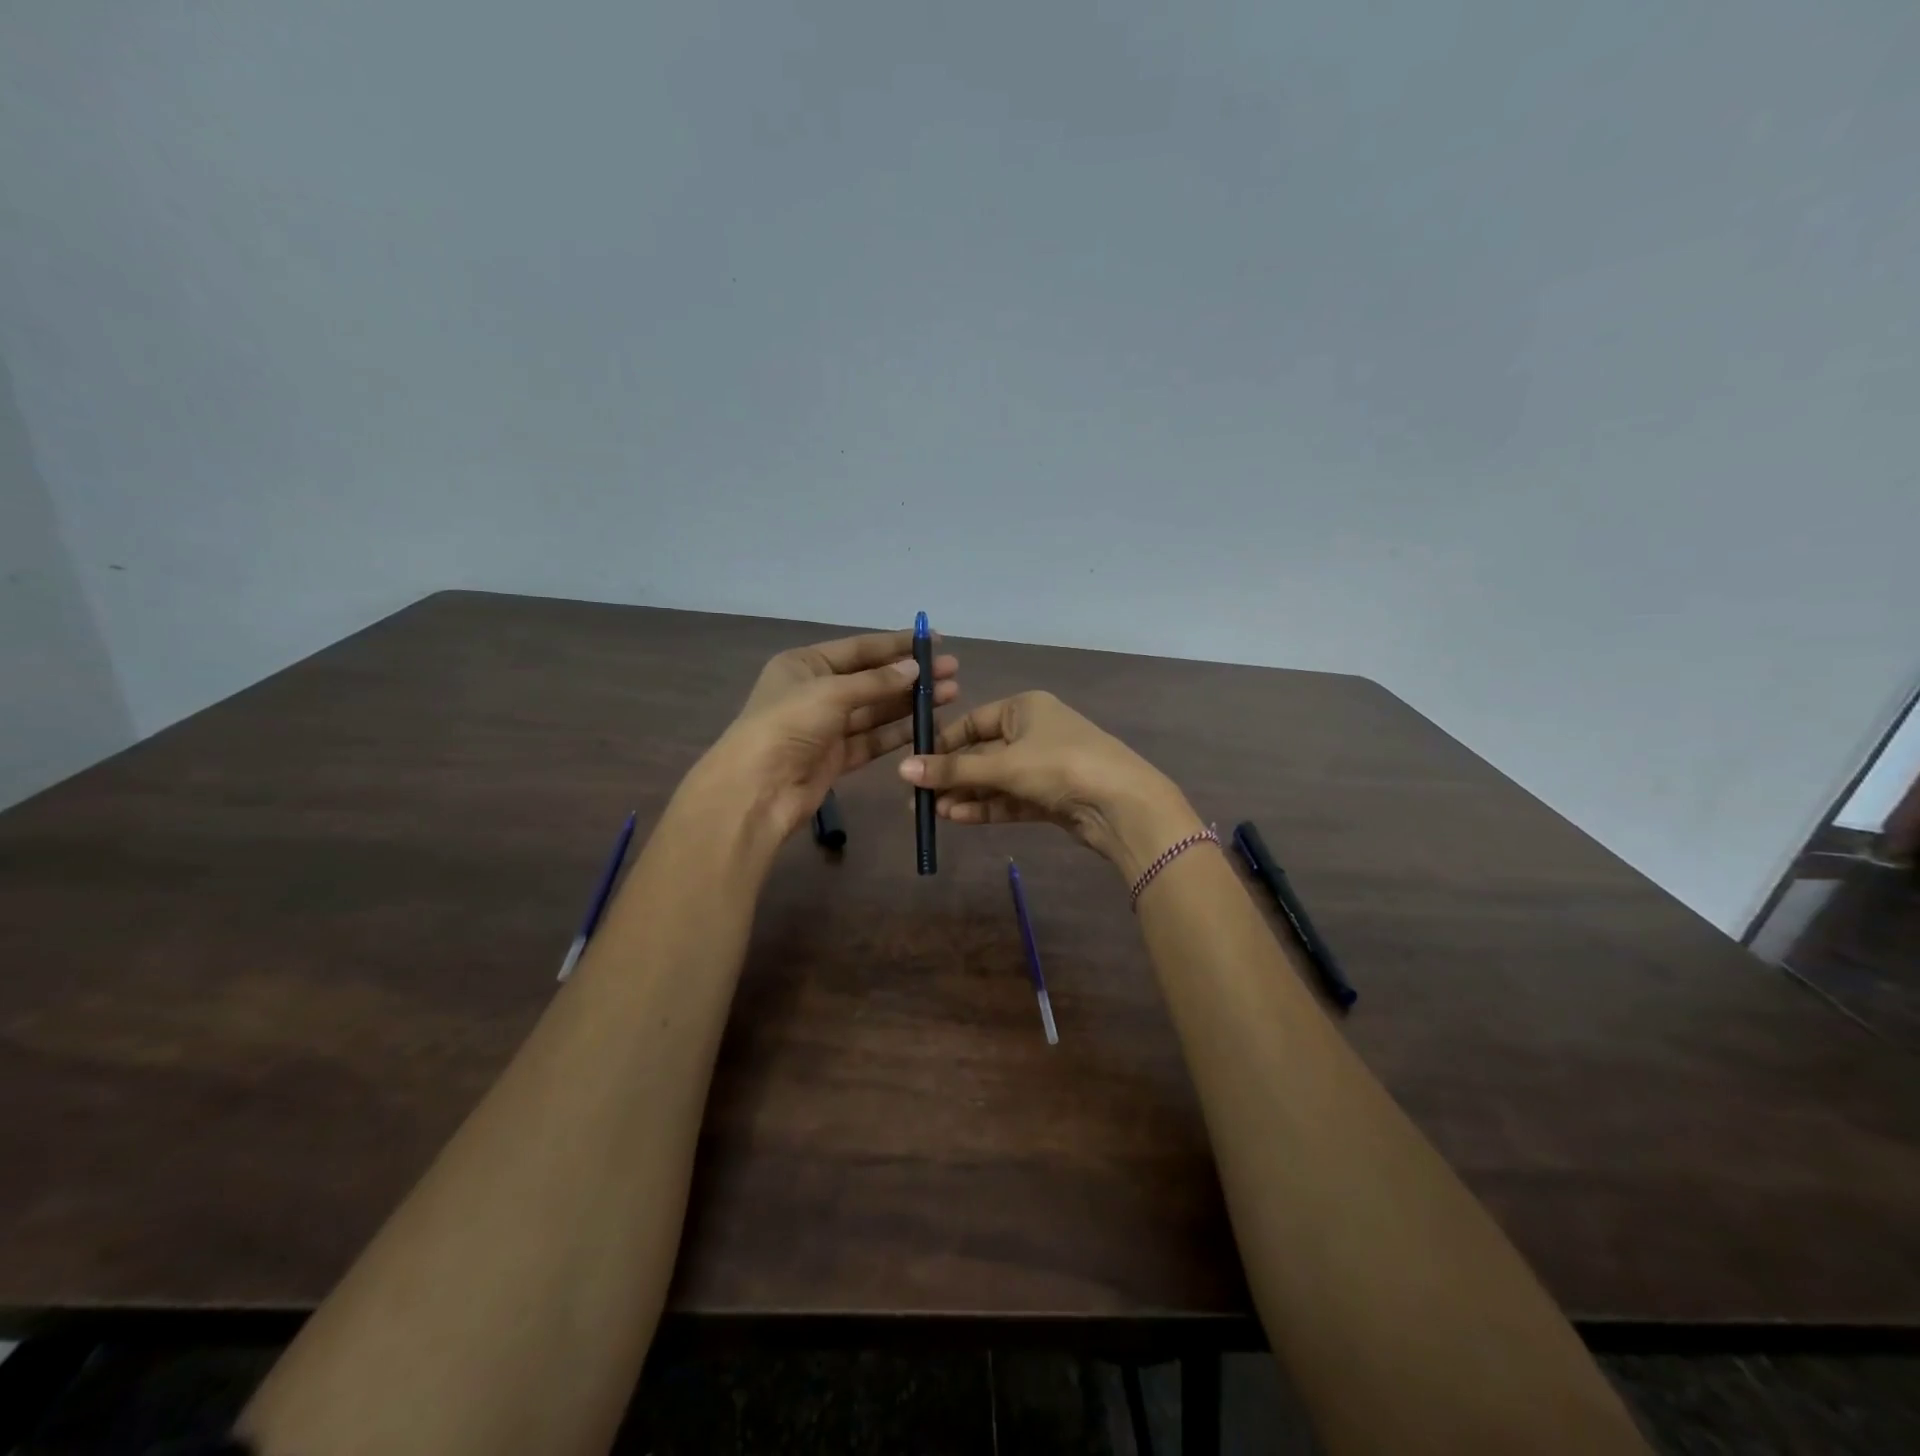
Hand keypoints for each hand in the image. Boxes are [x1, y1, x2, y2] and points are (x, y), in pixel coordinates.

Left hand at [700, 629, 958, 844]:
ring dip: (910, 703)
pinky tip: (928, 724)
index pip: (859, 649)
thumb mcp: (831, 693)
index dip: (897, 645)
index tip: (934, 642)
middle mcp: (816, 692)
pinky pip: (873, 739)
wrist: (757, 789)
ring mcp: (827, 727)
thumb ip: (876, 681)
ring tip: (950, 694)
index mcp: (805, 665)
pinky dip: (899, 732)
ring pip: (876, 710)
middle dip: (910, 675)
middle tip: (952, 671)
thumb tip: (914, 668)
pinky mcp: (837, 757)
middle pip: (872, 679)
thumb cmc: (788, 725)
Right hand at [898, 691, 1200, 882]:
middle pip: (982, 753)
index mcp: (1025, 707)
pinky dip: (986, 807)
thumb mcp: (1004, 765)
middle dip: (952, 776)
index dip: (943, 743)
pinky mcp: (1051, 795)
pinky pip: (1010, 798)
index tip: (915, 765)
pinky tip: (957, 818)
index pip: (973, 722)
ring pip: (995, 779)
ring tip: (932, 813)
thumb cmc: (1060, 766)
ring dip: (965, 795)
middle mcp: (1034, 731)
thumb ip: (954, 770)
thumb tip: (903, 771)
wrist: (1122, 804)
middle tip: (917, 799)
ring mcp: (1044, 765)